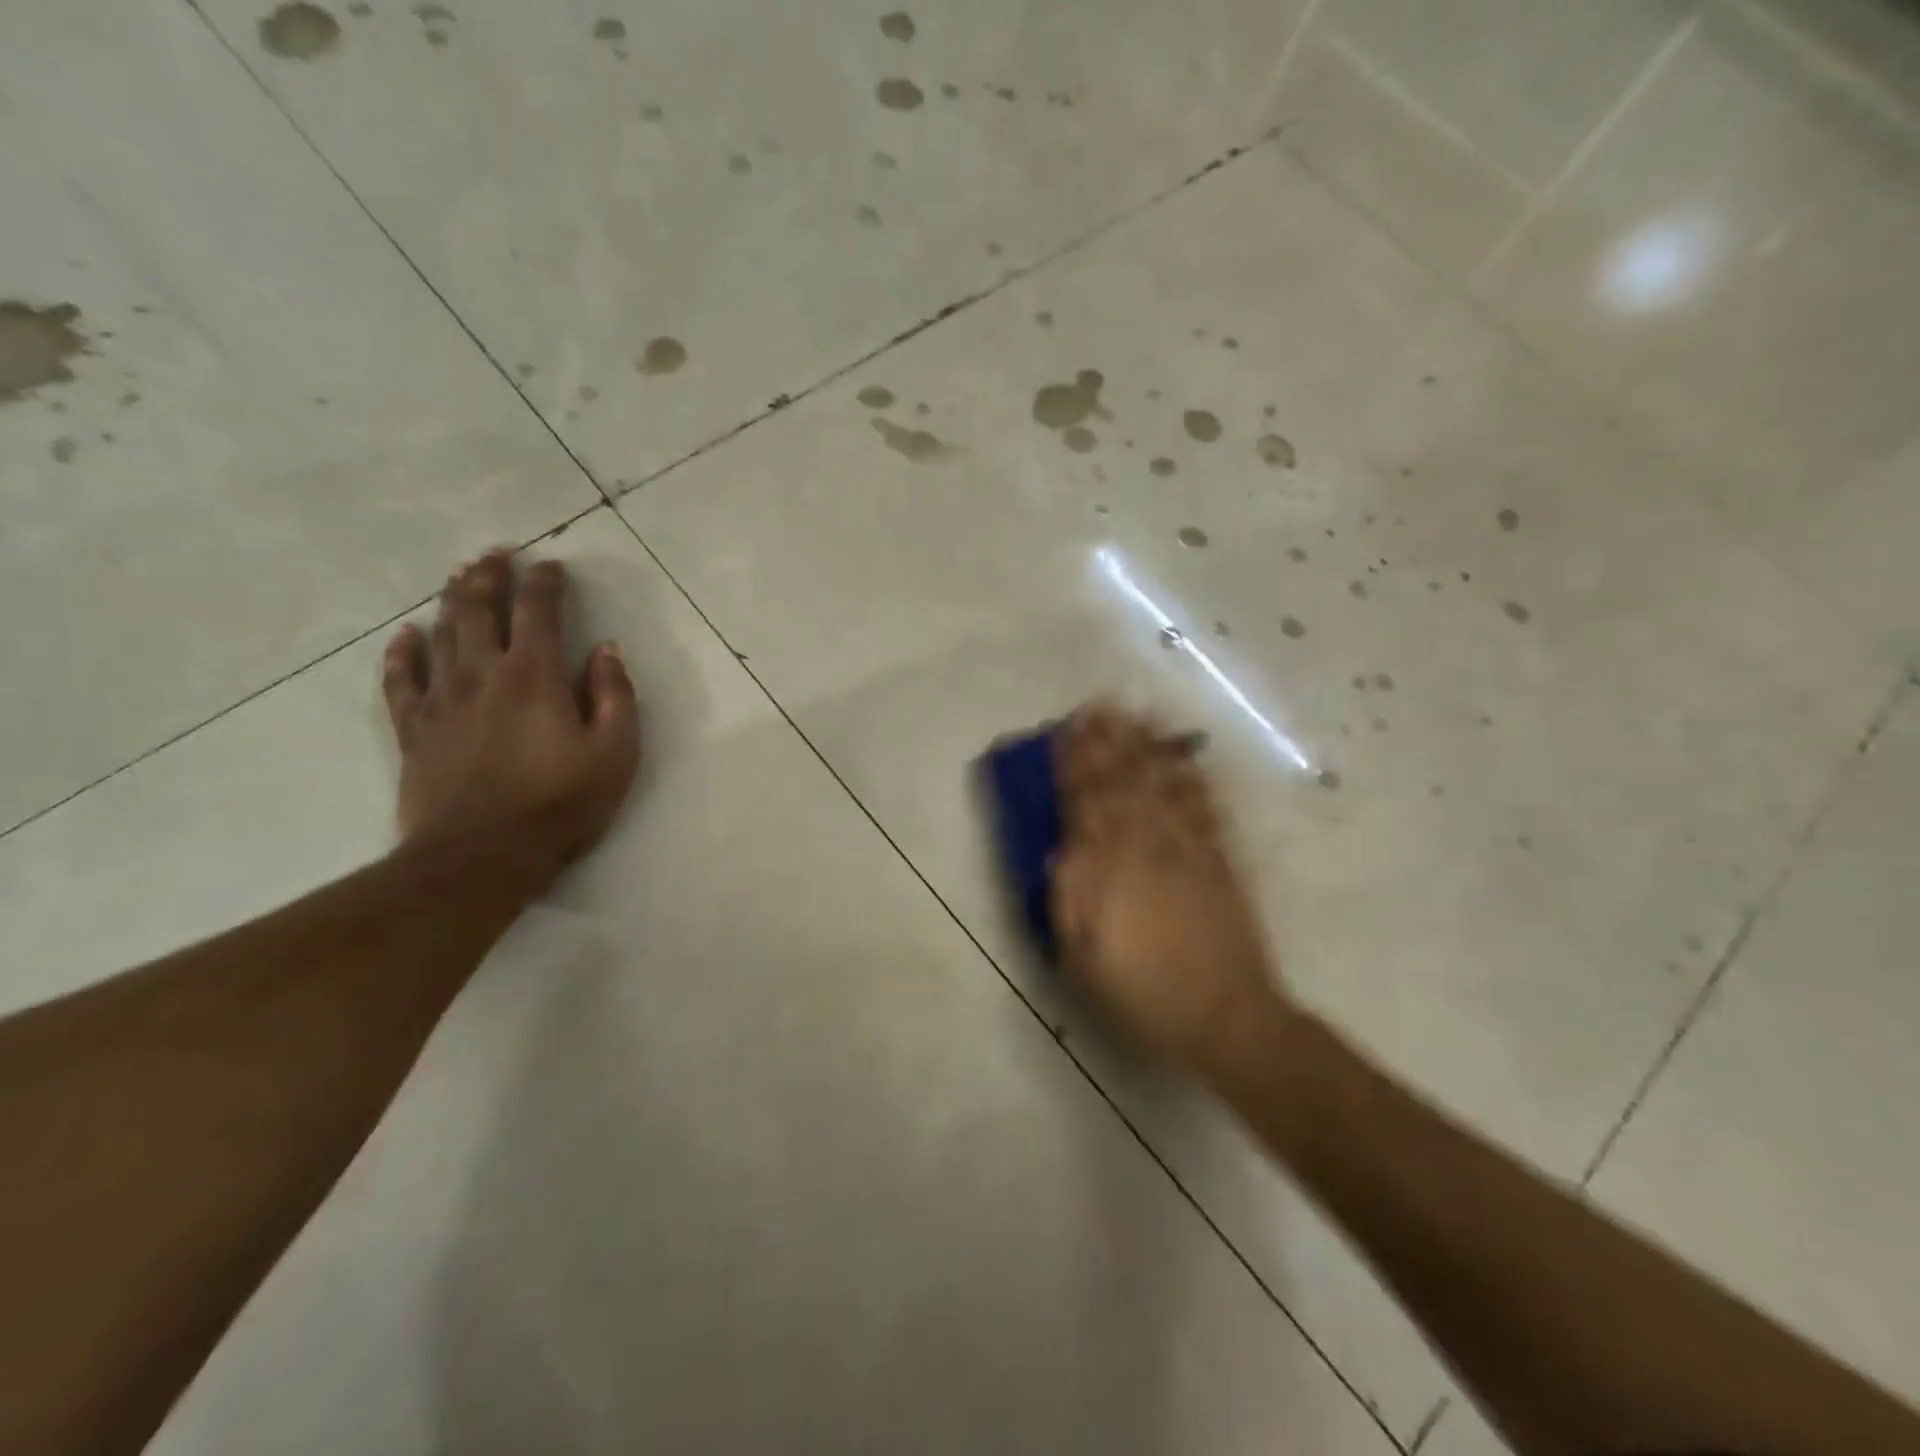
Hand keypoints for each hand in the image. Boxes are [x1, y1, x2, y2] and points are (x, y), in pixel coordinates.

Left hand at [381, 549, 639, 886]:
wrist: (483, 856)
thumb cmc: (562, 803)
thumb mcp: (616, 751)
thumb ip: (614, 695)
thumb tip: (606, 650)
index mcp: (535, 675)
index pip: (539, 611)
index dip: (545, 583)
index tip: (552, 565)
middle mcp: (483, 674)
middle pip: (480, 610)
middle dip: (490, 576)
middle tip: (496, 552)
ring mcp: (442, 700)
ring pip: (442, 634)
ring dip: (452, 600)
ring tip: (460, 575)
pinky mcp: (415, 730)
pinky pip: (401, 680)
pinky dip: (403, 652)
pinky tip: (406, 635)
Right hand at [1050, 705, 1291, 1077]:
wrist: (1224, 1014)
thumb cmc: (1139, 989)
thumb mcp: (1082, 954)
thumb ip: (1068, 896)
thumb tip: (1060, 848)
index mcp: (1108, 868)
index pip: (1086, 801)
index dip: (1076, 762)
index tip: (1067, 729)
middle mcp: (1148, 845)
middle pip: (1124, 782)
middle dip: (1109, 740)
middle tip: (1099, 705)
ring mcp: (1188, 848)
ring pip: (1163, 784)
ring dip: (1147, 746)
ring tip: (1137, 715)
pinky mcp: (1219, 859)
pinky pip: (1203, 807)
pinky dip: (1192, 777)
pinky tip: (1184, 757)